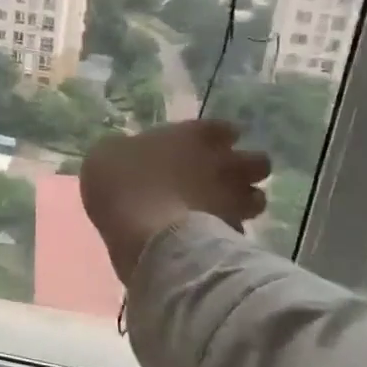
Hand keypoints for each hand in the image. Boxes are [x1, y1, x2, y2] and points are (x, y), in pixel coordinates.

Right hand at [79, 120, 270, 284]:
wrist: (143, 231)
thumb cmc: (122, 181)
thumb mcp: (107, 154)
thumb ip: (128, 150)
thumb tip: (128, 152)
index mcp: (195, 135)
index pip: (225, 129)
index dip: (218, 138)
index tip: (205, 147)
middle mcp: (223, 163)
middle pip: (258, 162)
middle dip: (244, 169)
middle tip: (219, 179)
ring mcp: (232, 200)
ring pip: (258, 198)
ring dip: (243, 202)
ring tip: (221, 210)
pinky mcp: (232, 234)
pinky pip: (238, 230)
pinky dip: (227, 233)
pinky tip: (208, 237)